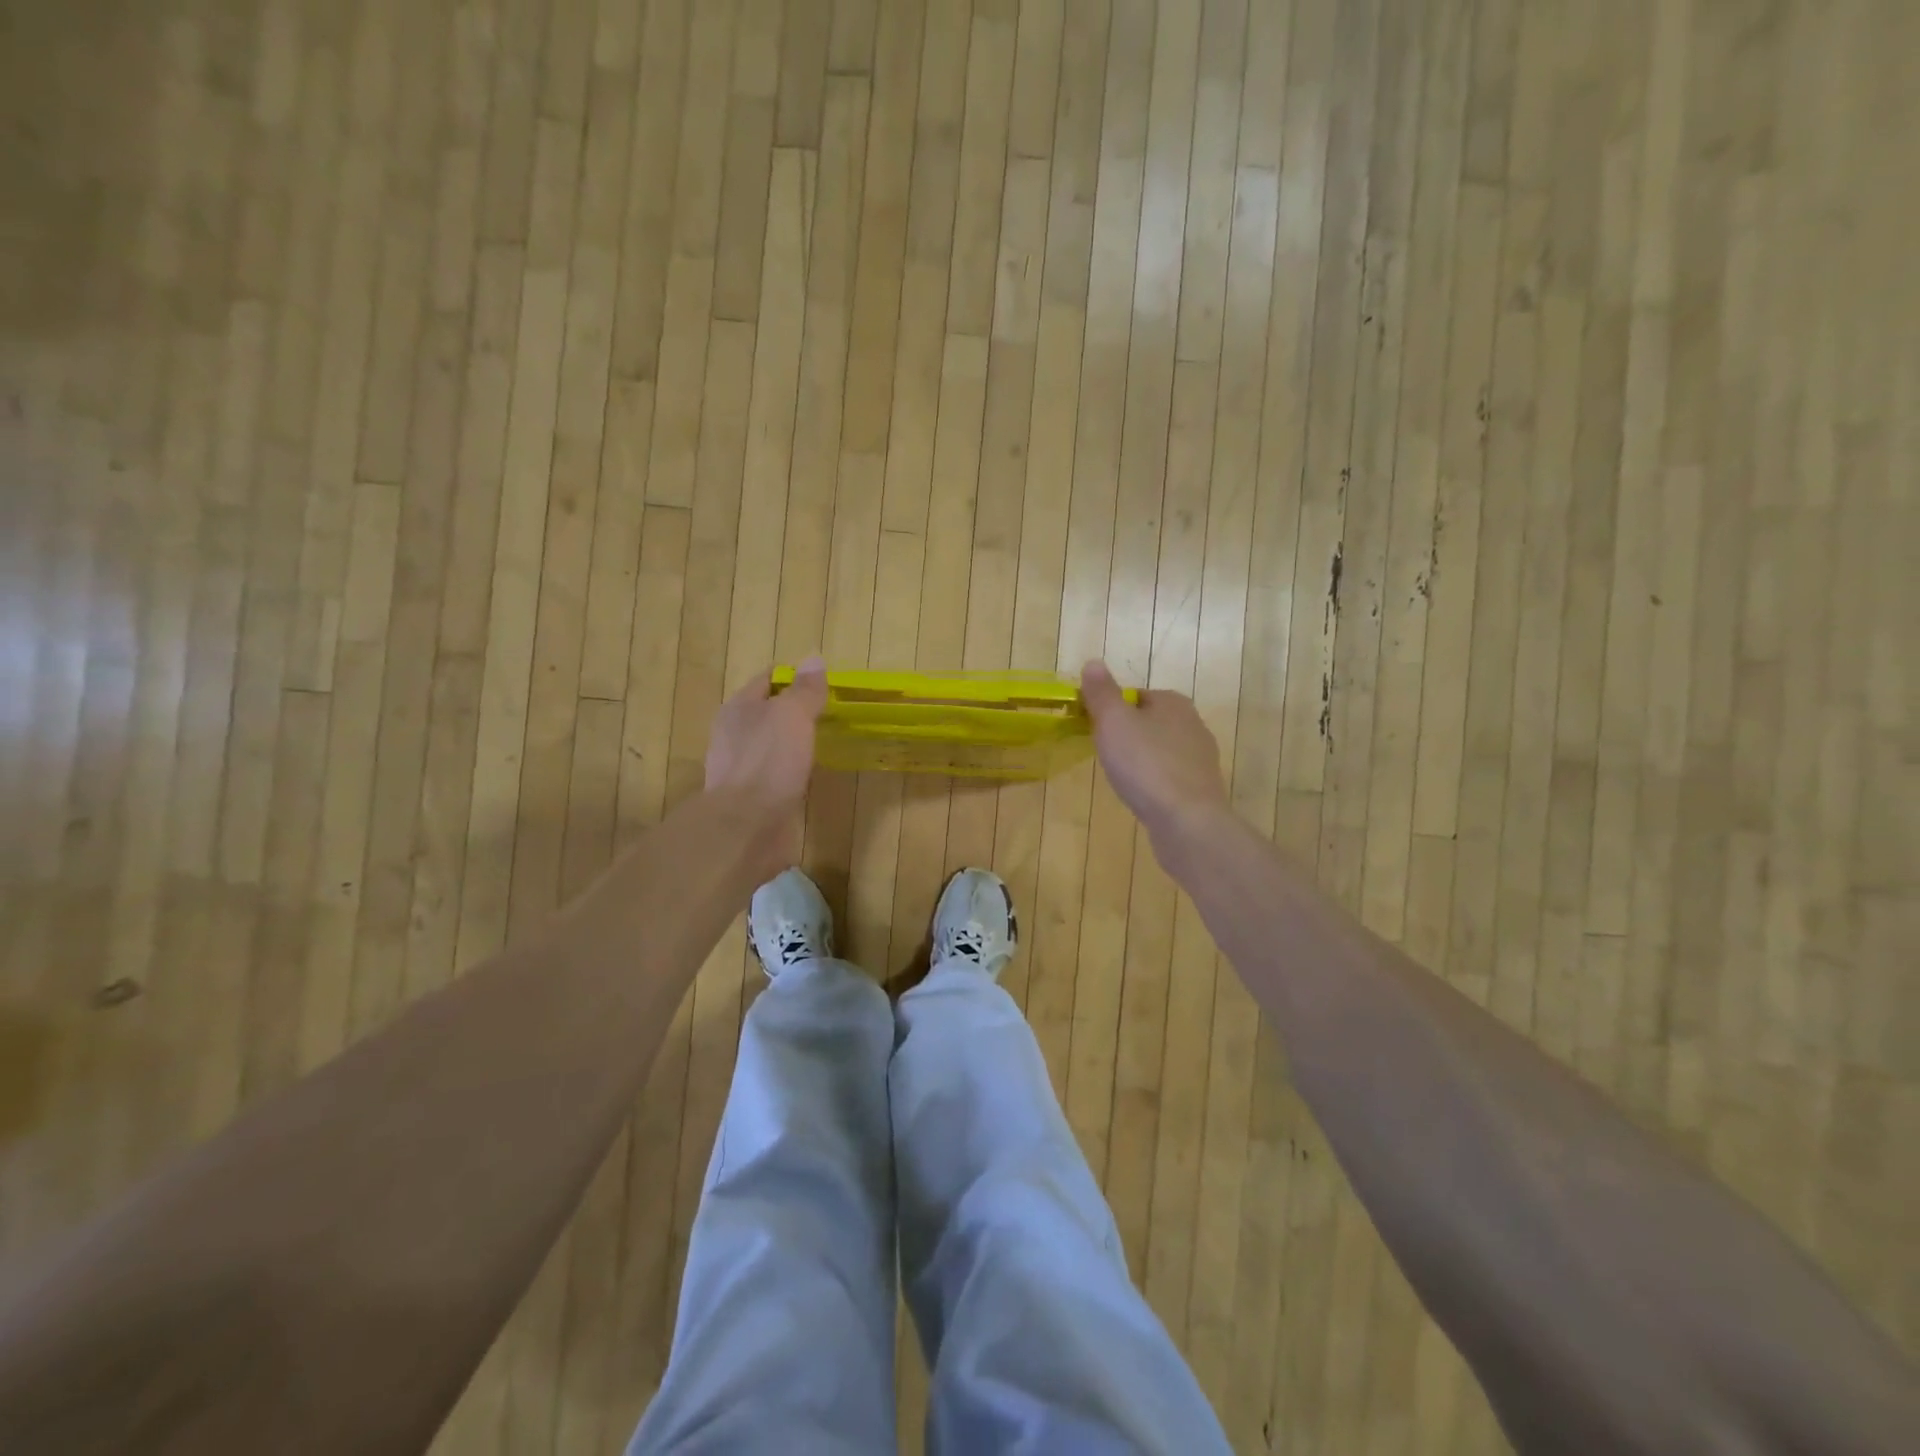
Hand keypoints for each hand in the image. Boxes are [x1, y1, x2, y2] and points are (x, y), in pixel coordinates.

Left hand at [705, 657, 827, 871]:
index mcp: (738, 708)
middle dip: (793, 712)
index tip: (824, 685)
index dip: (794, 678)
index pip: (767, 680)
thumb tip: (814, 660)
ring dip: (791, 744)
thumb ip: (804, 690)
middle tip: (828, 714)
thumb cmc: (769, 762)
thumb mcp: (792, 716)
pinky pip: (774, 776)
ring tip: (822, 744)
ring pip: (770, 746)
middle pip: (766, 713)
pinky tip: (808, 777)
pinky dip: (790, 772)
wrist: (747, 826)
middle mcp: (733, 735)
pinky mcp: (750, 799)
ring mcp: (739, 769)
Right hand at [1081, 660, 1230, 849]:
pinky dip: (1154, 782)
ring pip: (1161, 750)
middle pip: (1149, 722)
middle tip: (1104, 753)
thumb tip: (1093, 663)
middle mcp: (1193, 724)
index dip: (1111, 709)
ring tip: (1122, 777)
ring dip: (1141, 759)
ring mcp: (1201, 758)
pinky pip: (1169, 776)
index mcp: (1173, 702)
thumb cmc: (1145, 764)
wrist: (1186, 820)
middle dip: (1127, 735)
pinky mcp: (1201, 788)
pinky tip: (1142, 796)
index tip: (1094, 729)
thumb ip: (1101, 693)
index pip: (1136, 695)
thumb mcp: (1113, 721)